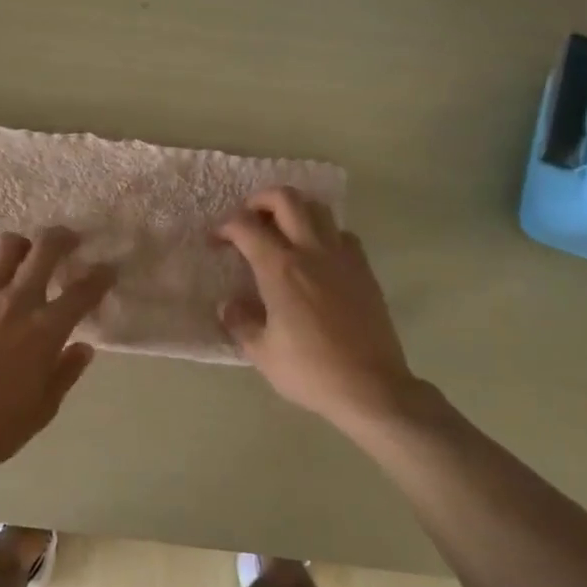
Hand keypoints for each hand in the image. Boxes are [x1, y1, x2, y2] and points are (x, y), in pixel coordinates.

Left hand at [0, 226, 115, 472]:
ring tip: (25, 256)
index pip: (83, 291)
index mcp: (45, 330)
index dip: (100, 276)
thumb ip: (66, 372)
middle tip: (69, 241)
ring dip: (22, 247)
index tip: (106, 272)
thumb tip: (83, 347)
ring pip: (7, 247)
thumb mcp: (43, 409)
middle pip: (45, 249)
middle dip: (63, 238)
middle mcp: (16, 302)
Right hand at [217, 187, 422, 426]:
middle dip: (260, 200)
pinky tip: (316, 256)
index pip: (245, 226)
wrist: (371, 387)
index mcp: (280, 269)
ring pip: (318, 209)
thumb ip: (240, 322)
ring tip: (281, 231)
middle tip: (248, 220)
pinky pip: (342, 234)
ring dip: (294, 211)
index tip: (215, 241)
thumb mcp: (262, 353)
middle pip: (285, 199)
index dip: (224, 227)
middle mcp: (311, 251)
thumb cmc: (310, 371)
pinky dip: (324, 233)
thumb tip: (229, 305)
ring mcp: (342, 257)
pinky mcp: (364, 270)